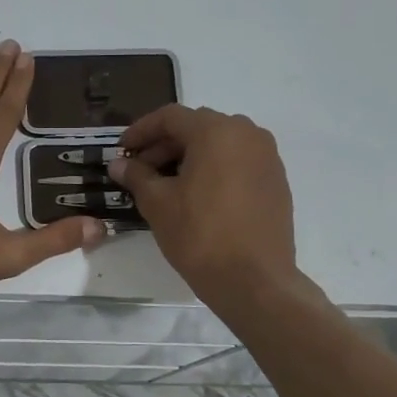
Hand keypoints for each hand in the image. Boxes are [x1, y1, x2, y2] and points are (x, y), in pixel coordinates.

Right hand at [109, 105, 298, 307]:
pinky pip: (238, 162)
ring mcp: (267, 157)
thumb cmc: (200, 235)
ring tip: (166, 184)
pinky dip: (214, 169)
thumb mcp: (158, 203)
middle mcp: (247, 134)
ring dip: (190, 156)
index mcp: (217, 131)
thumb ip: (136, 176)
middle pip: (197, 127)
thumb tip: (119, 163)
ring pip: (220, 144)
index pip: (170, 117)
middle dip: (164, 144)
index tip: (122, 150)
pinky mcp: (276, 181)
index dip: (141, 130)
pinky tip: (197, 196)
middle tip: (140, 170)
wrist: (254, 280)